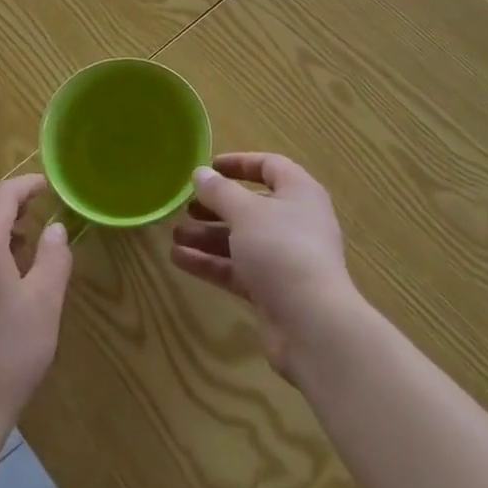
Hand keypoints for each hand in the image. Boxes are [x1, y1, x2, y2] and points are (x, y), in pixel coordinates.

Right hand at [170, 153, 361, 374]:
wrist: (311, 323)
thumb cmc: (281, 249)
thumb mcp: (245, 212)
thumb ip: (219, 191)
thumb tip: (200, 173)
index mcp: (299, 193)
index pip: (270, 166)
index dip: (239, 163)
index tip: (209, 167)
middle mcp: (295, 221)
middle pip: (252, 205)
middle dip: (217, 205)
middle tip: (187, 206)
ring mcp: (284, 258)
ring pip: (241, 239)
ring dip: (208, 236)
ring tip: (175, 234)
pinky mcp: (273, 290)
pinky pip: (238, 269)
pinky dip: (211, 262)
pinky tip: (179, 259)